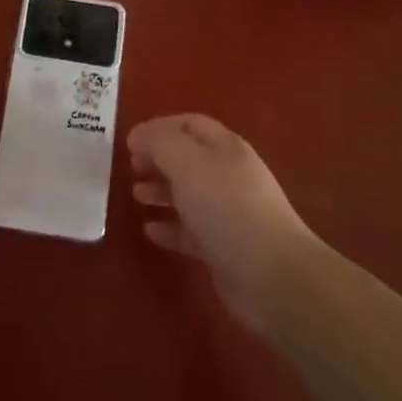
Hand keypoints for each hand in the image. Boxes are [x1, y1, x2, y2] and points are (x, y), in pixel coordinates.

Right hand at [129, 114, 320, 329]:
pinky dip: (169, 227)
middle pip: (188, 158)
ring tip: (136, 196)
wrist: (272, 276)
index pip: (189, 124)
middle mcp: (228, 175)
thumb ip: (159, 143)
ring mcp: (228, 212)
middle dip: (158, 159)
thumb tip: (138, 137)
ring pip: (188, 193)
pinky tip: (150, 231)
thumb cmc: (226, 208)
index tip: (129, 142)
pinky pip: (190, 230)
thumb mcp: (187, 163)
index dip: (158, 127)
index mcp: (225, 147)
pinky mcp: (223, 248)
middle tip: (131, 168)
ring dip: (160, 190)